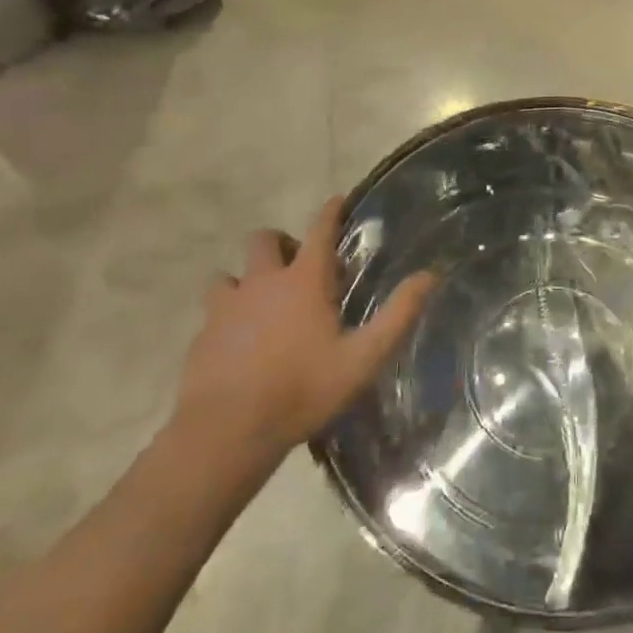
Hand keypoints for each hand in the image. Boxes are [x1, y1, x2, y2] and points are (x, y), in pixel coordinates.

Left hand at [170, 196, 433, 479]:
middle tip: (298, 268)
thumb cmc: (303, 389)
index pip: (319, 229)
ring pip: (230, 274)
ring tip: (263, 305)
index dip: (331, 211)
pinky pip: (213, 312)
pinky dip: (228, 316)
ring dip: (247, 279)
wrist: (227, 432)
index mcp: (303, 280)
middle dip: (282, 243)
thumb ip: (398, 315)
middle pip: (264, 239)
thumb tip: (430, 275)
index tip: (338, 200)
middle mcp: (262, 281)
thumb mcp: (363, 357)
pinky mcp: (202, 335)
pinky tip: (239, 342)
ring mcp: (226, 307)